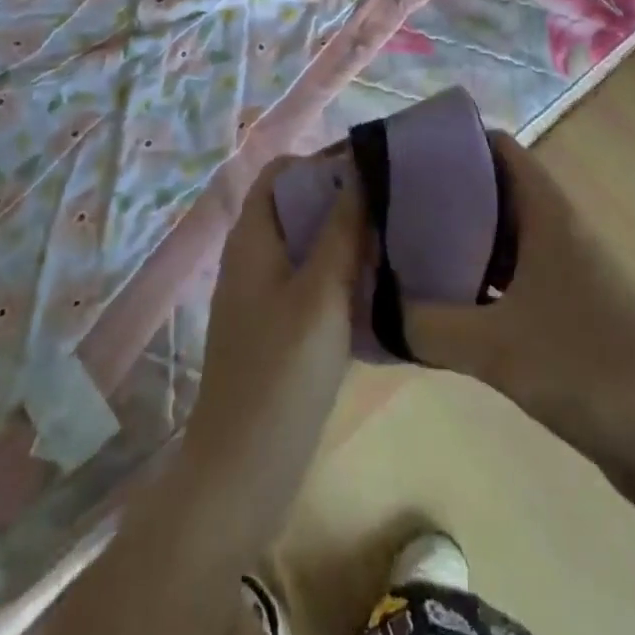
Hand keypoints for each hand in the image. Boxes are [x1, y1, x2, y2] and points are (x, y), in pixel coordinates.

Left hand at [179, 153, 365, 530]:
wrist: (241, 473)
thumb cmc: (280, 374)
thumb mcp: (321, 294)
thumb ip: (341, 230)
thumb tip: (362, 168)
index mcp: (252, 236)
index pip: (284, 171)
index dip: (323, 160)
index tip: (373, 167)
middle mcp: (252, 255)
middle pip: (296, 203)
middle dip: (341, 195)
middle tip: (393, 200)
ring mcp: (261, 292)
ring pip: (305, 242)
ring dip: (344, 234)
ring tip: (394, 235)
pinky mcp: (276, 325)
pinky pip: (309, 278)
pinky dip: (339, 270)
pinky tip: (378, 284)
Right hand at [405, 133, 634, 509]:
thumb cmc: (591, 368)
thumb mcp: (498, 347)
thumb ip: (427, 325)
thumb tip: (375, 308)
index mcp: (548, 213)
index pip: (498, 148)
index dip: (453, 140)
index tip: (403, 153)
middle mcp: (556, 231)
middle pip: (493, 192)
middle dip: (443, 194)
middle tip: (388, 207)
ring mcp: (565, 274)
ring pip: (501, 240)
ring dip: (458, 243)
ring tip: (402, 250)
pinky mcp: (567, 315)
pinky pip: (510, 283)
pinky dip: (476, 286)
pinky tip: (441, 306)